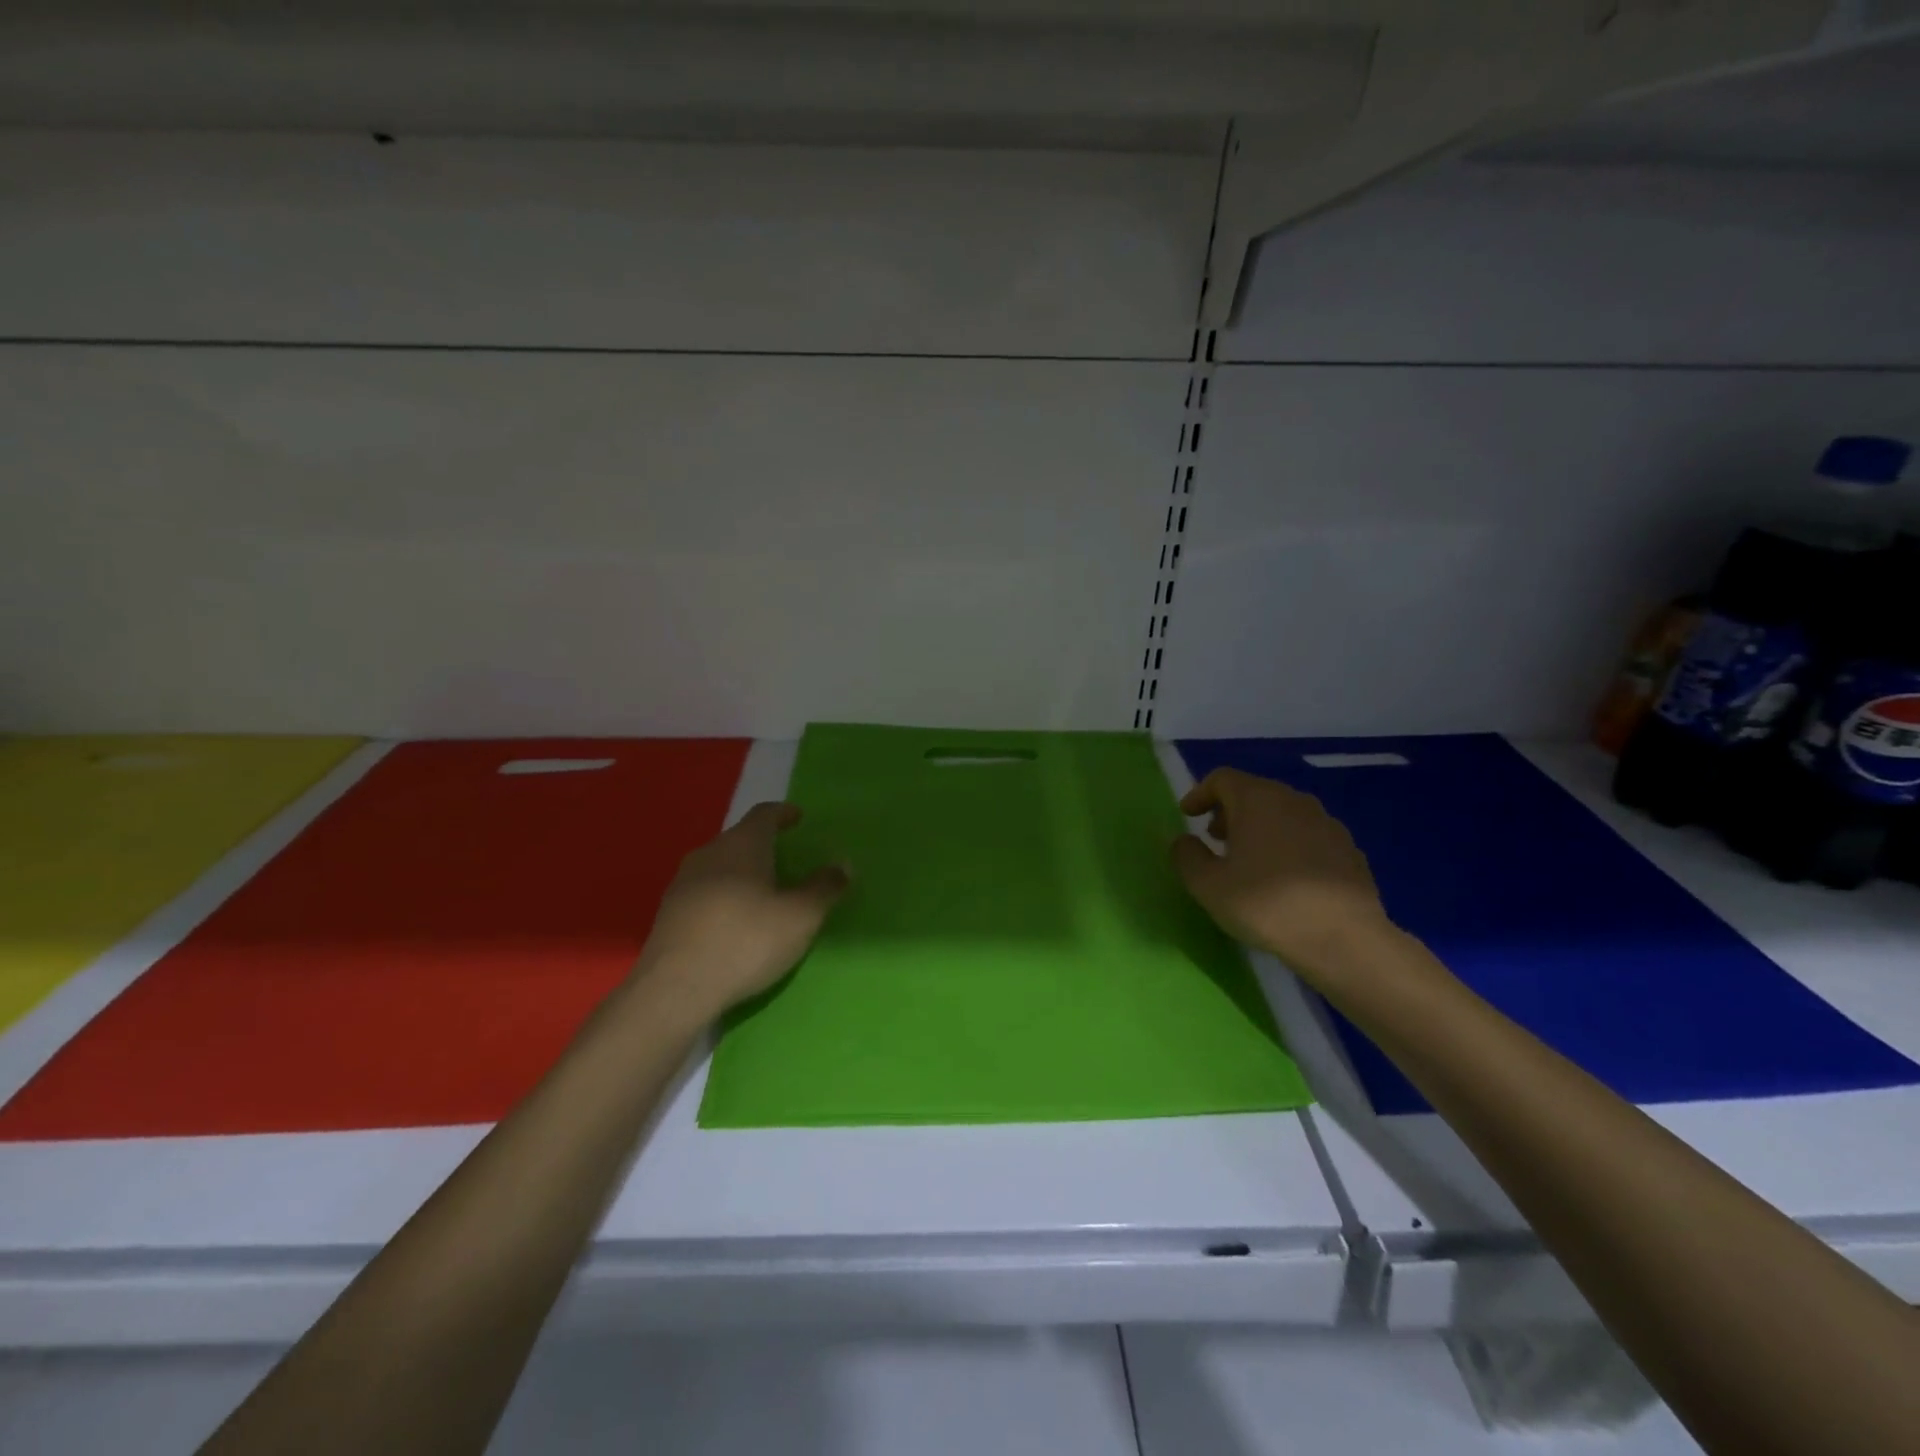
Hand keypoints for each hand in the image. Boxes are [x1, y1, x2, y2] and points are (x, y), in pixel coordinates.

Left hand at [630, 803, 847, 1020]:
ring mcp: (683, 883)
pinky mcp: (669, 914)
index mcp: (742, 844)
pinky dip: (725, 897)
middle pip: (740, 839)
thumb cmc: (746, 941)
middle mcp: (709, 853)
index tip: (798, 818)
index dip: (784, 813)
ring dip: (742, 873)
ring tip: (763, 892)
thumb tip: (843, 864)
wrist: (675, 989)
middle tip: (787, 861)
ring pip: (720, 866)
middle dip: (764, 846)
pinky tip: (735, 922)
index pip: (764, 814)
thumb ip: (824, 888)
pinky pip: (705, 892)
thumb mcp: (800, 917)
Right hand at [1172, 768, 1389, 980]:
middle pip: (1254, 792)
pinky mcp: (1349, 850)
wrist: (1344, 939)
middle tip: (1215, 839)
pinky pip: (1308, 836)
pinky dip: (1289, 845)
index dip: (1200, 793)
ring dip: (1260, 828)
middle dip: (1229, 811)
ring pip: (1283, 813)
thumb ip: (1187, 856)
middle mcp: (1294, 801)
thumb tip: (1185, 841)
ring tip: (1249, 860)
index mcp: (1257, 800)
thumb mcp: (1208, 885)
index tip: (1188, 815)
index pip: (1222, 778)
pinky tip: (1286, 879)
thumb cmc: (1266, 905)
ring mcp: (1327, 823)